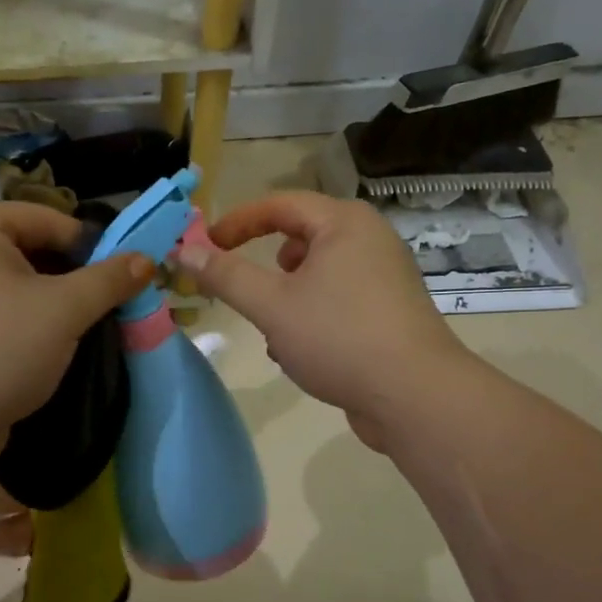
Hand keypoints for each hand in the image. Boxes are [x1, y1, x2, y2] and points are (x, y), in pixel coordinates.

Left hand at [0, 203, 151, 443]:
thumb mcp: (65, 310)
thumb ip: (109, 280)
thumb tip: (145, 260)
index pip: (48, 220)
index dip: (91, 246)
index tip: (124, 277)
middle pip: (30, 251)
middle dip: (72, 279)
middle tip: (108, 307)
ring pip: (15, 286)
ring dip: (52, 305)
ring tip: (84, 330)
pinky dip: (25, 325)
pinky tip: (49, 350)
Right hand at [175, 192, 470, 450]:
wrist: (415, 397)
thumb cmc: (339, 337)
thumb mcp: (271, 305)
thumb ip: (226, 276)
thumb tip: (185, 251)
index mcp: (344, 224)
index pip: (280, 205)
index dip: (237, 222)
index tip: (206, 246)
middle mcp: (370, 240)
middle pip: (302, 238)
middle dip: (267, 268)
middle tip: (245, 292)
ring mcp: (385, 278)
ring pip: (318, 275)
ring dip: (287, 298)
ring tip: (274, 330)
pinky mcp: (390, 313)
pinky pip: (338, 301)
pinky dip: (312, 316)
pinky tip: (300, 354)